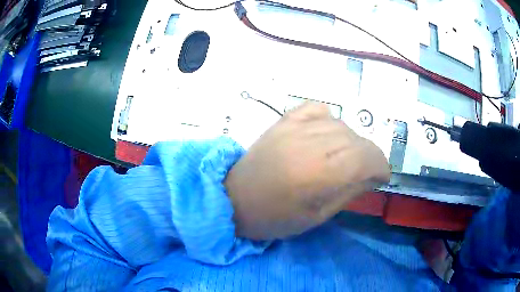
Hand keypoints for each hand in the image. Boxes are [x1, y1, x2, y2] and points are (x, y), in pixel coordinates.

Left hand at [225, 102, 389, 239]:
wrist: (233, 198)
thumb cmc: (274, 218)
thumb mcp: (316, 216)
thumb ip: (349, 192)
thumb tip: (373, 176)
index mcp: (317, 175)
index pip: (365, 157)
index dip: (381, 166)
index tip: (382, 177)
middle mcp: (308, 144)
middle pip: (357, 140)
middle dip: (369, 157)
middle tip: (365, 172)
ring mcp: (294, 128)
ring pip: (341, 125)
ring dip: (352, 142)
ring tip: (344, 158)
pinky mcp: (283, 121)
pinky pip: (318, 109)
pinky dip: (330, 120)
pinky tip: (327, 136)